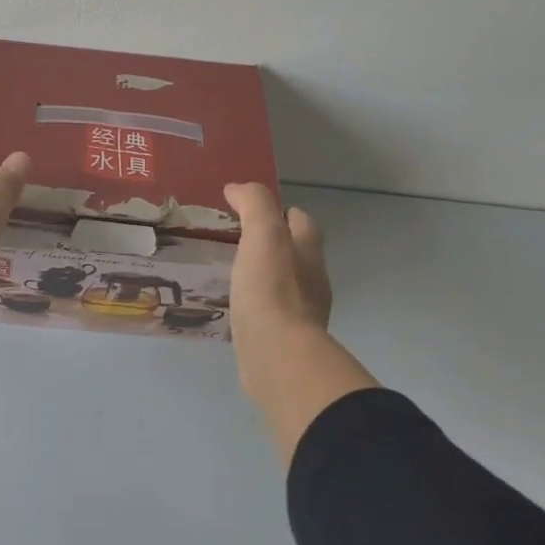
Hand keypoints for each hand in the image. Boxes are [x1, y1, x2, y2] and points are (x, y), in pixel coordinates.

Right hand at [223, 183, 332, 337]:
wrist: (277, 355)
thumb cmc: (271, 289)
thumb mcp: (263, 234)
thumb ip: (254, 205)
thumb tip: (238, 188)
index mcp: (308, 252)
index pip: (302, 221)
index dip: (281, 211)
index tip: (251, 210)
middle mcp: (312, 280)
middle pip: (296, 253)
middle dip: (273, 245)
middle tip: (238, 241)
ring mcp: (301, 313)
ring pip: (284, 285)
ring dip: (264, 276)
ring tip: (233, 274)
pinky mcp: (284, 340)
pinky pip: (271, 314)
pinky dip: (257, 306)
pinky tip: (236, 307)